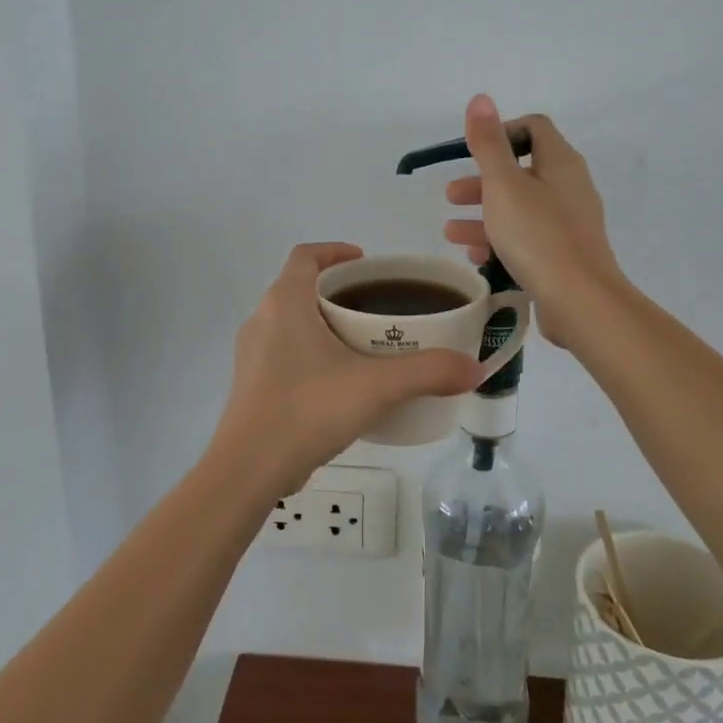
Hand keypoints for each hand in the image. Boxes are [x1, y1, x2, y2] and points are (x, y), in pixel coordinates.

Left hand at [211, 243, 482, 491]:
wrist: (248, 470)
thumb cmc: (307, 410)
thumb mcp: (375, 387)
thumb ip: (428, 372)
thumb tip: (474, 368)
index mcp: (284, 303)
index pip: (306, 255)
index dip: (335, 251)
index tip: (367, 264)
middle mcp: (262, 320)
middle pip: (301, 287)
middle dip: (338, 291)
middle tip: (377, 307)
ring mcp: (252, 355)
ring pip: (291, 322)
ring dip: (324, 323)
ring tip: (364, 344)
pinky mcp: (252, 385)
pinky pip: (284, 352)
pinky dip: (312, 353)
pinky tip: (340, 383)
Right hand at [442, 95, 623, 345]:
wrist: (580, 301)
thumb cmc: (538, 236)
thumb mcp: (504, 185)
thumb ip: (489, 143)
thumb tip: (481, 98)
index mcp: (560, 163)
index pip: (533, 128)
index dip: (501, 133)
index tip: (470, 153)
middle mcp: (569, 188)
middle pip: (522, 171)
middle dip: (482, 181)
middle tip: (450, 196)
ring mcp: (569, 224)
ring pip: (520, 209)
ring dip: (484, 215)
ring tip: (451, 233)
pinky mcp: (564, 256)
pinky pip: (527, 239)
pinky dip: (499, 241)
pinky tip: (475, 256)